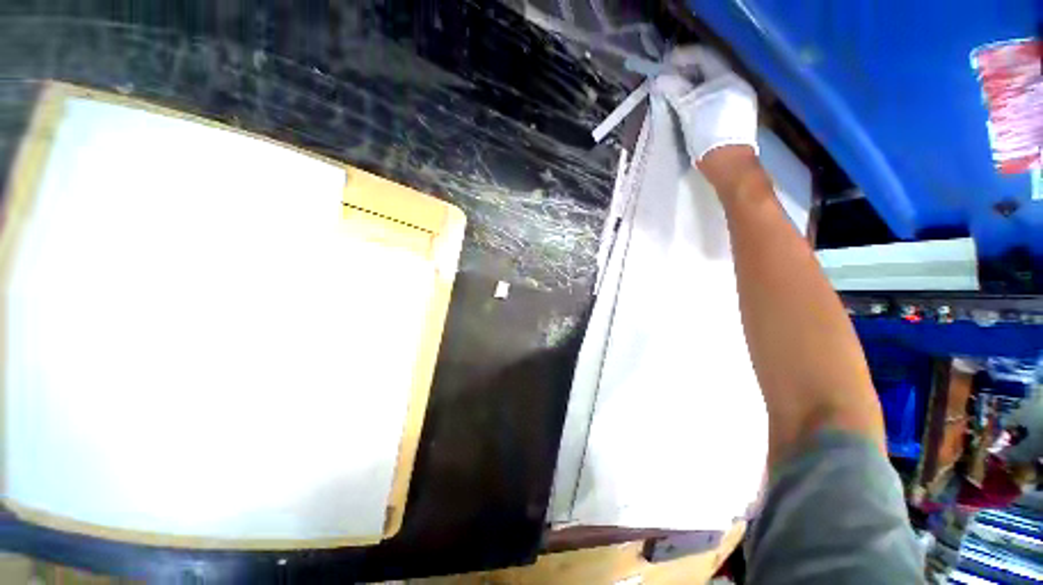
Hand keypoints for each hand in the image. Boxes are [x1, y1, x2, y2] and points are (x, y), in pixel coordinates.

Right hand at [653, 46, 758, 164]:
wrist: (730, 166)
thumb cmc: (709, 137)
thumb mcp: (689, 113)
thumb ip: (676, 92)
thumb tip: (659, 80)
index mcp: (727, 80)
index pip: (704, 57)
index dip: (684, 57)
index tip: (666, 64)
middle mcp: (737, 85)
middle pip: (709, 71)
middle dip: (687, 73)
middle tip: (667, 79)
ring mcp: (739, 100)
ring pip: (712, 85)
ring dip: (693, 86)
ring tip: (675, 93)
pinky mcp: (737, 115)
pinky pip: (716, 98)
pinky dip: (701, 98)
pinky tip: (690, 107)